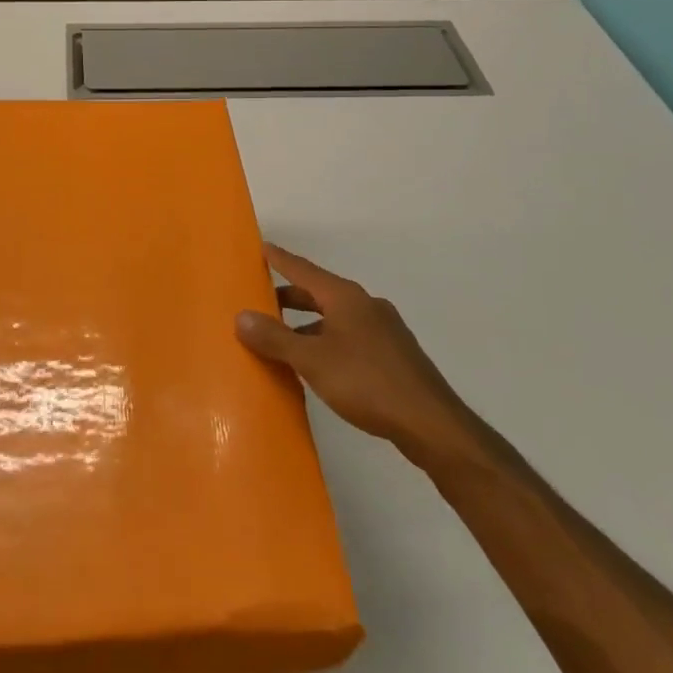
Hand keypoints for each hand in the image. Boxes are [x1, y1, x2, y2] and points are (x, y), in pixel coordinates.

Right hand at [237, 243, 475, 467]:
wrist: (431, 424)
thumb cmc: (367, 382)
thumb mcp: (312, 360)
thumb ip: (275, 338)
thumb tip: (240, 316)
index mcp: (346, 298)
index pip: (303, 269)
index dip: (280, 259)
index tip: (261, 247)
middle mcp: (366, 306)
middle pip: (319, 294)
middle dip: (290, 297)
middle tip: (261, 302)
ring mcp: (384, 331)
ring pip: (335, 318)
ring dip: (308, 325)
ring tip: (283, 341)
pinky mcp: (394, 357)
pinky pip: (350, 338)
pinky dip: (327, 341)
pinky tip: (318, 366)